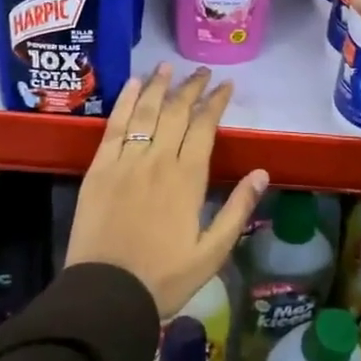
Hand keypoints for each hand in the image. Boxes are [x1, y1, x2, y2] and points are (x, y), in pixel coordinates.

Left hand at [66, 64, 269, 316]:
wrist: (106, 294)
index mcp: (188, 179)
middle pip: (176, 113)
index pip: (205, 127)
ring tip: (168, 66)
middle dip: (192, 88)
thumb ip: (237, 210)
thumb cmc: (164, 278)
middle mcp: (158, 160)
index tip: (226, 86)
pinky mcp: (99, 168)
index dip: (216, 103)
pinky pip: (114, 126)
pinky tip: (132, 85)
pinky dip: (125, 102)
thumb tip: (261, 173)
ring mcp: (126, 161)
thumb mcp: (212, 253)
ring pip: (145, 112)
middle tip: (202, 72)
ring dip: (158, 86)